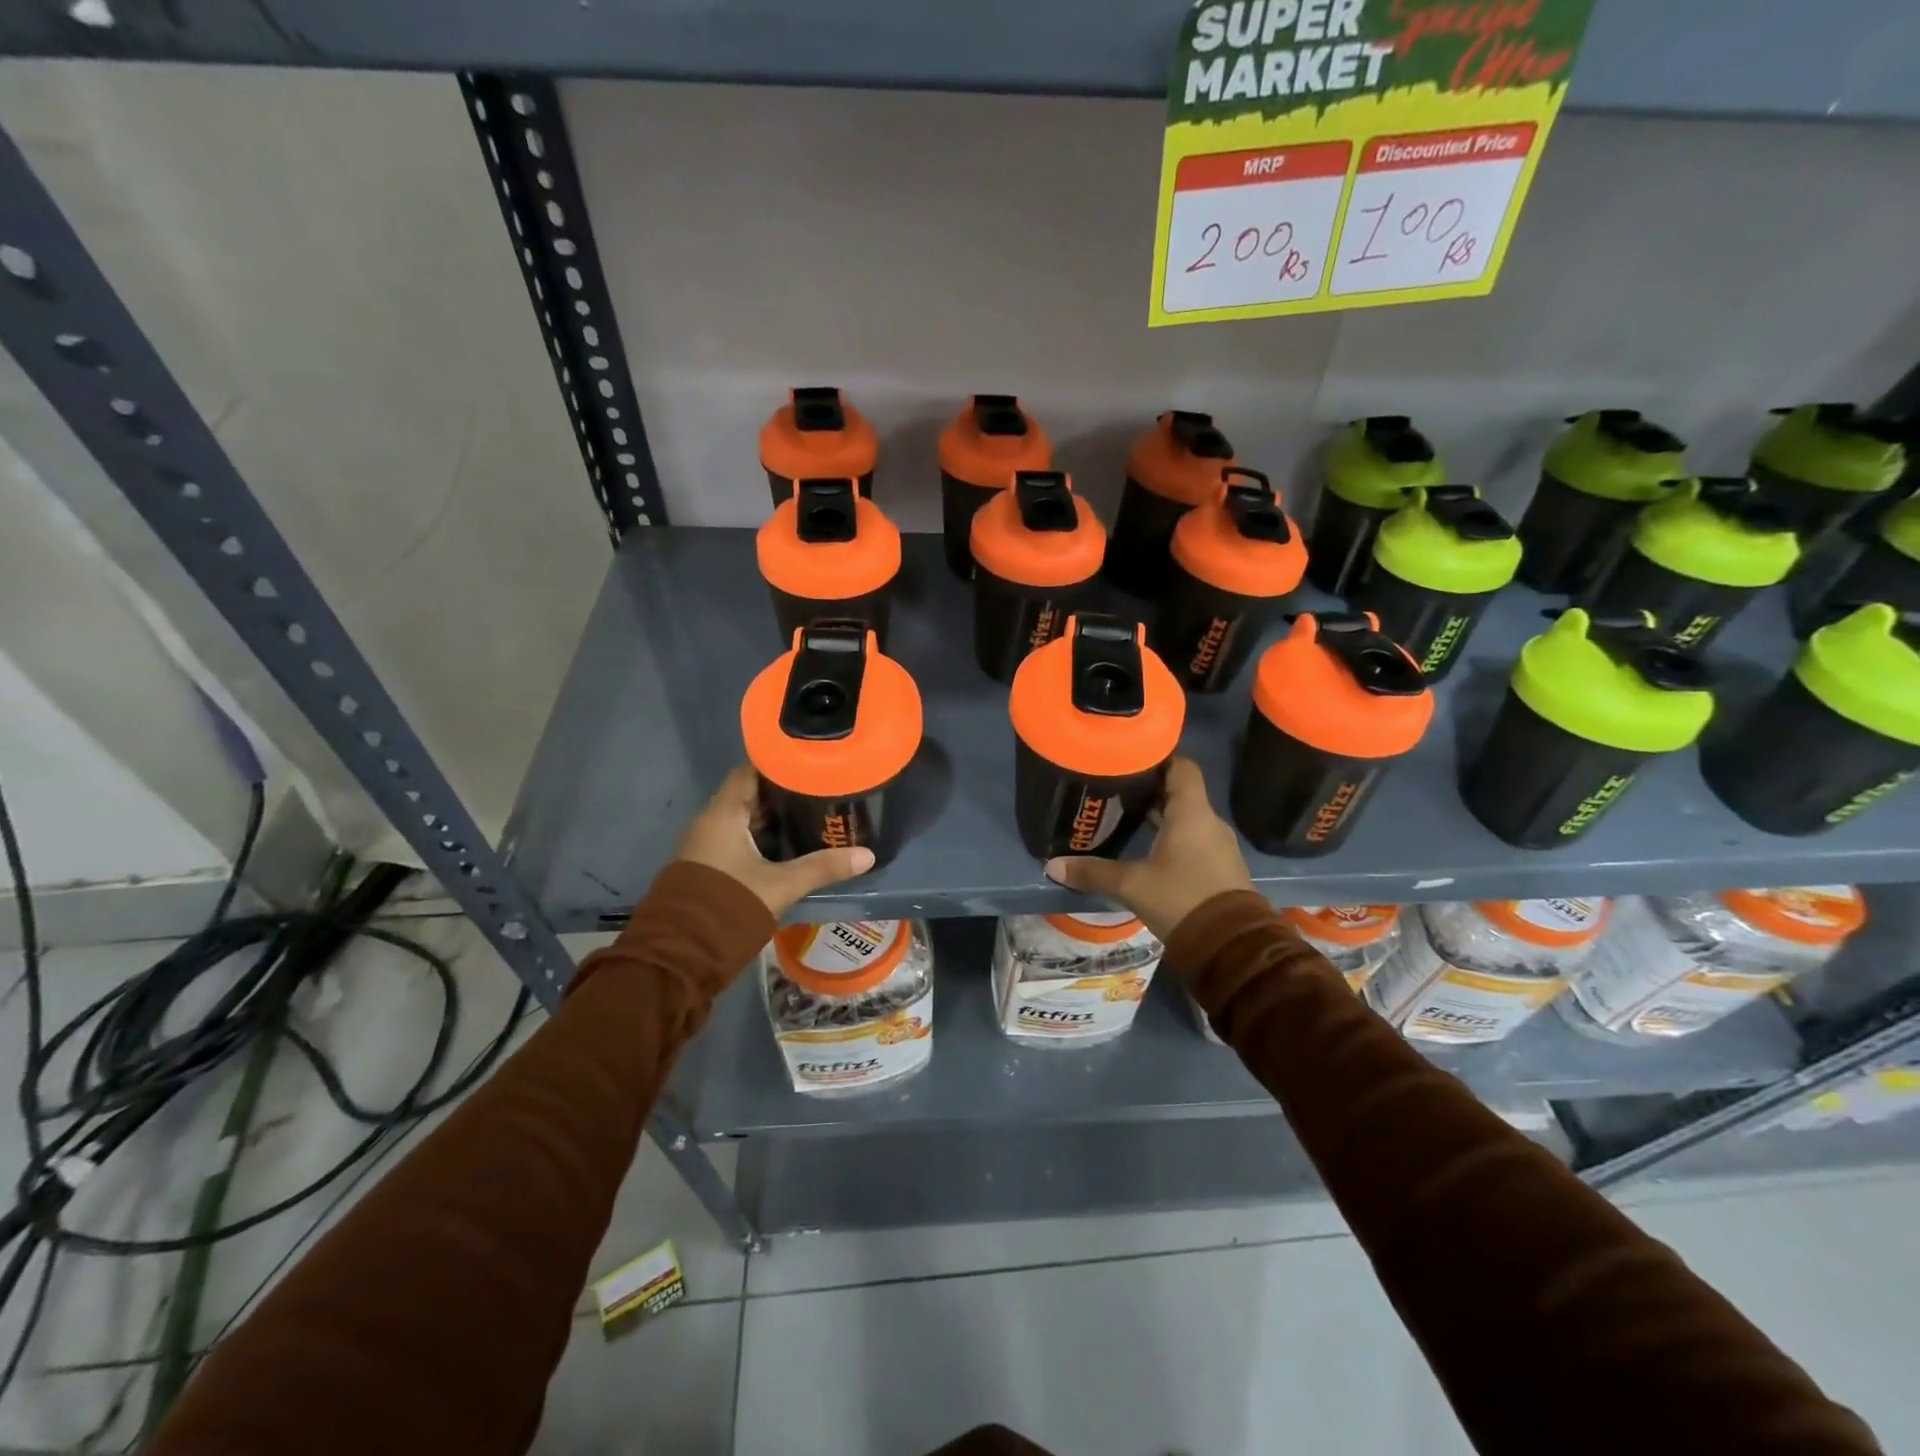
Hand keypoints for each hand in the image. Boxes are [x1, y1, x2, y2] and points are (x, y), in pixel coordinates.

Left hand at [675, 764, 874, 916]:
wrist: (682, 953)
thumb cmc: (730, 905)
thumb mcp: (782, 885)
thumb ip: (823, 867)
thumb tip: (867, 855)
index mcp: (723, 814)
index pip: (749, 770)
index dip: (777, 762)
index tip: (807, 759)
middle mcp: (709, 821)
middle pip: (748, 793)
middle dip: (781, 790)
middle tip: (819, 786)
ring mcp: (705, 844)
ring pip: (742, 818)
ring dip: (772, 815)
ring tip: (810, 811)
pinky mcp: (706, 865)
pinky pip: (736, 838)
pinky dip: (760, 835)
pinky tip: (787, 843)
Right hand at [1044, 756, 1252, 941]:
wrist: (1231, 946)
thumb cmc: (1181, 898)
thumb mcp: (1131, 885)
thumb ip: (1093, 872)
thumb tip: (1052, 866)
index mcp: (1191, 812)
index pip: (1181, 766)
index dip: (1158, 757)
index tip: (1130, 757)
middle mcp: (1208, 821)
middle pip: (1180, 791)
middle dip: (1150, 788)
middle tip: (1116, 787)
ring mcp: (1218, 845)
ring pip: (1187, 817)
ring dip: (1162, 814)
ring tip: (1127, 815)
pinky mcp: (1220, 867)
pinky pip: (1194, 839)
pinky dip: (1173, 836)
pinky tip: (1149, 847)